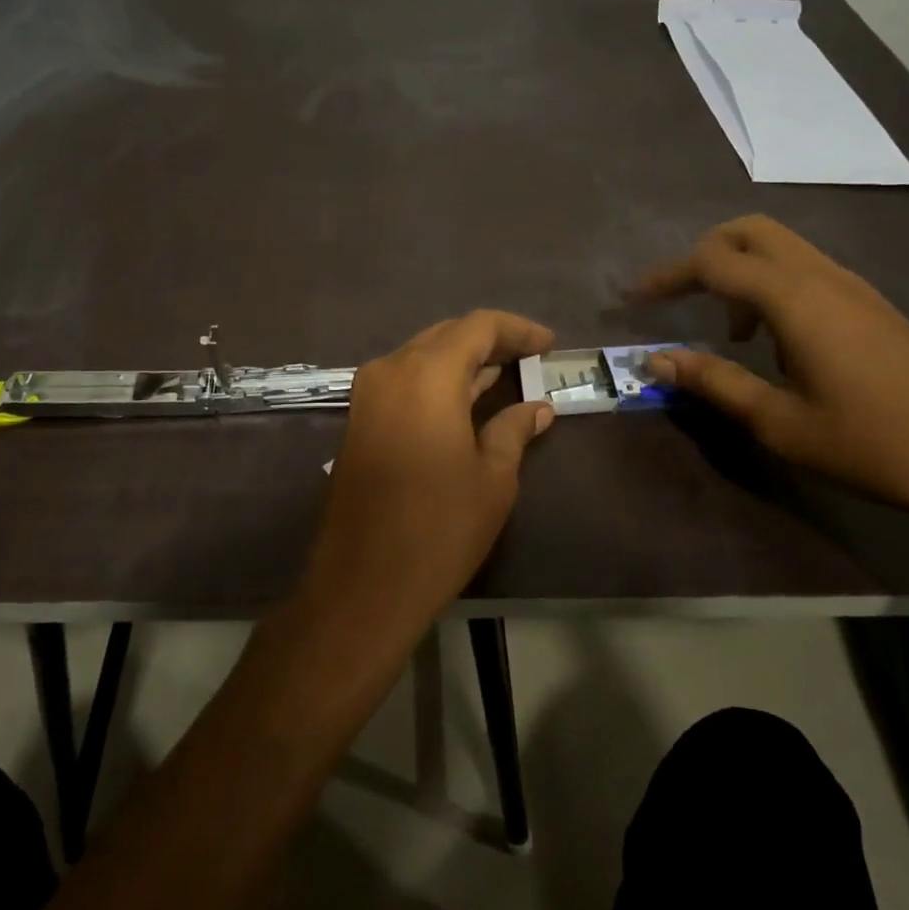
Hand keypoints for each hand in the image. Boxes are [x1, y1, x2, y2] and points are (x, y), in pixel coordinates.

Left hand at [304, 311, 555, 634]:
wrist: (363, 583)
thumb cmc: (439, 529)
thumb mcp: (492, 479)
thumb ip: (514, 430)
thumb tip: (538, 408)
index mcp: (427, 374)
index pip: (478, 327)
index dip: (517, 329)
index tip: (549, 344)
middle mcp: (391, 370)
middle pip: (447, 336)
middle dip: (490, 342)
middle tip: (529, 358)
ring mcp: (368, 394)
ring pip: (422, 357)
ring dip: (462, 362)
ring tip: (505, 375)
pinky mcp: (359, 419)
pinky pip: (404, 381)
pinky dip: (437, 382)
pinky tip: (466, 401)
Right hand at [631, 216, 908, 531]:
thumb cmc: (871, 443)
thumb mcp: (777, 421)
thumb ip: (713, 382)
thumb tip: (655, 360)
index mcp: (793, 298)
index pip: (713, 261)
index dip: (667, 275)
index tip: (634, 299)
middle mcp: (822, 277)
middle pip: (751, 231)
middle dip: (705, 253)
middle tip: (679, 297)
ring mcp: (855, 288)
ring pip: (782, 248)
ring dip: (741, 271)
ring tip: (727, 331)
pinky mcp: (873, 307)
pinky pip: (807, 271)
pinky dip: (772, 286)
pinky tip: (775, 342)